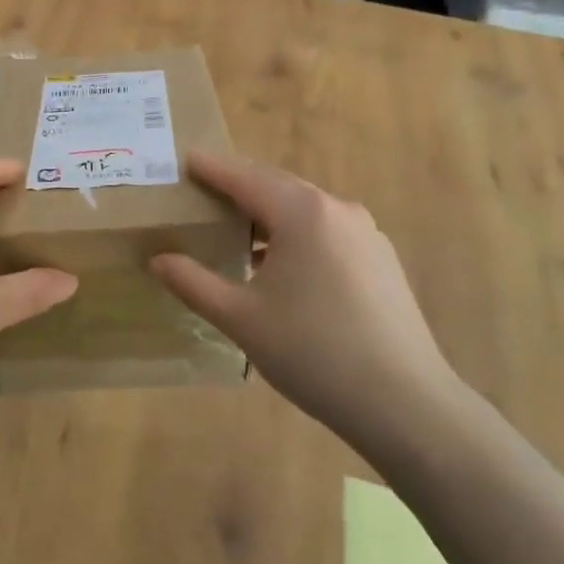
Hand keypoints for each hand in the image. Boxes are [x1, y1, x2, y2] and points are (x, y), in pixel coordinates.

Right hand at [150, 151, 463, 444]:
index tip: (184, 159)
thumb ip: (193, 283)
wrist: (405, 403)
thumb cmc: (313, 352)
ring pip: (303, 208)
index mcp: (302, 212)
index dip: (211, 168)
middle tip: (202, 191)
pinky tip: (280, 263)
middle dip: (238, 185)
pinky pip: (326, 229)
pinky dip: (294, 232)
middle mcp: (336, 209)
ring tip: (235, 228)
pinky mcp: (380, 259)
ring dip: (267, 212)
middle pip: (276, 185)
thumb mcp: (241, 318)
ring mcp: (365, 233)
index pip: (244, 177)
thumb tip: (158, 260)